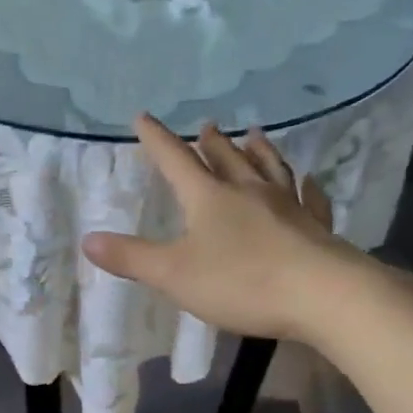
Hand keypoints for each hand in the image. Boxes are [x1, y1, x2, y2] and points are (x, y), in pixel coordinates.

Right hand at [81, 117, 389, 344]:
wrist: (323, 295)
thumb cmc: (241, 282)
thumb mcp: (174, 275)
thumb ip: (131, 258)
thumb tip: (88, 240)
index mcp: (209, 198)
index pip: (176, 161)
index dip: (157, 140)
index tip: (144, 117)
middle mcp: (248, 191)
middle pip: (226, 158)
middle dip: (211, 142)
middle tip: (207, 124)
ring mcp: (288, 206)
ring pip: (270, 169)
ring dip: (259, 150)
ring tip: (256, 134)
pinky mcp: (316, 227)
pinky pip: (311, 198)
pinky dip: (308, 186)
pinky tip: (311, 180)